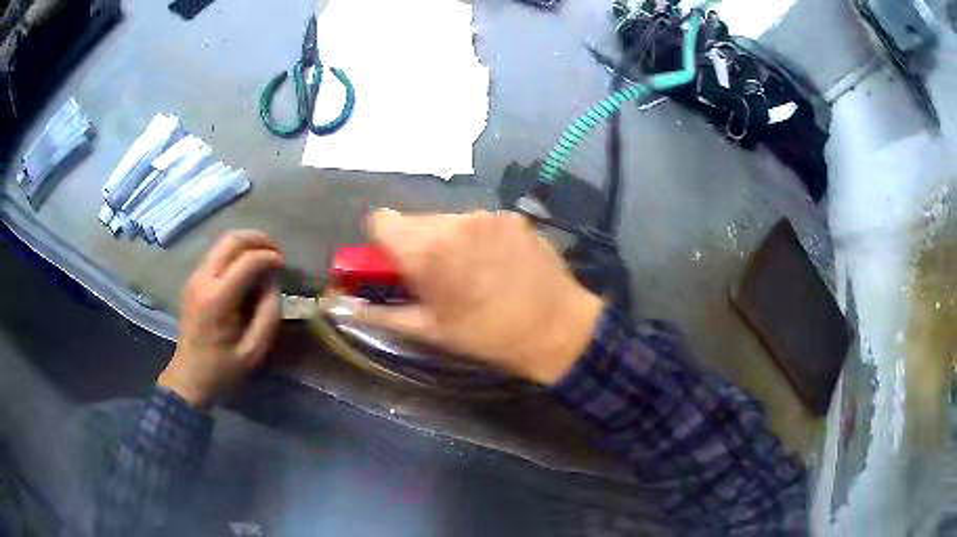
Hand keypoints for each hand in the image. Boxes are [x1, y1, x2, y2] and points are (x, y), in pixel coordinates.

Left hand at [158, 231, 284, 407]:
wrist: (189, 376)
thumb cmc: (223, 369)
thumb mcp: (254, 350)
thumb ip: (269, 313)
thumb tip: (273, 281)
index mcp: (217, 300)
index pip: (247, 261)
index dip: (270, 257)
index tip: (284, 265)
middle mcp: (203, 280)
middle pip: (231, 240)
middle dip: (258, 239)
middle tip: (276, 252)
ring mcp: (195, 278)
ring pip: (222, 243)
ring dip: (246, 244)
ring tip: (264, 257)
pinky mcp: (193, 280)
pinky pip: (217, 254)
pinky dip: (235, 253)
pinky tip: (247, 269)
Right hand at [355, 210, 603, 385]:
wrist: (559, 329)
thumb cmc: (488, 336)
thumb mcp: (430, 331)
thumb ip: (380, 314)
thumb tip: (344, 306)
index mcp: (427, 249)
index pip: (380, 220)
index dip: (381, 242)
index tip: (393, 265)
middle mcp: (454, 221)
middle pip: (414, 220)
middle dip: (415, 245)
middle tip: (433, 277)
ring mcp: (487, 215)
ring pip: (446, 220)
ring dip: (446, 241)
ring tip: (469, 273)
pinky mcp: (512, 216)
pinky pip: (477, 222)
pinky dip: (476, 238)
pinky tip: (496, 264)